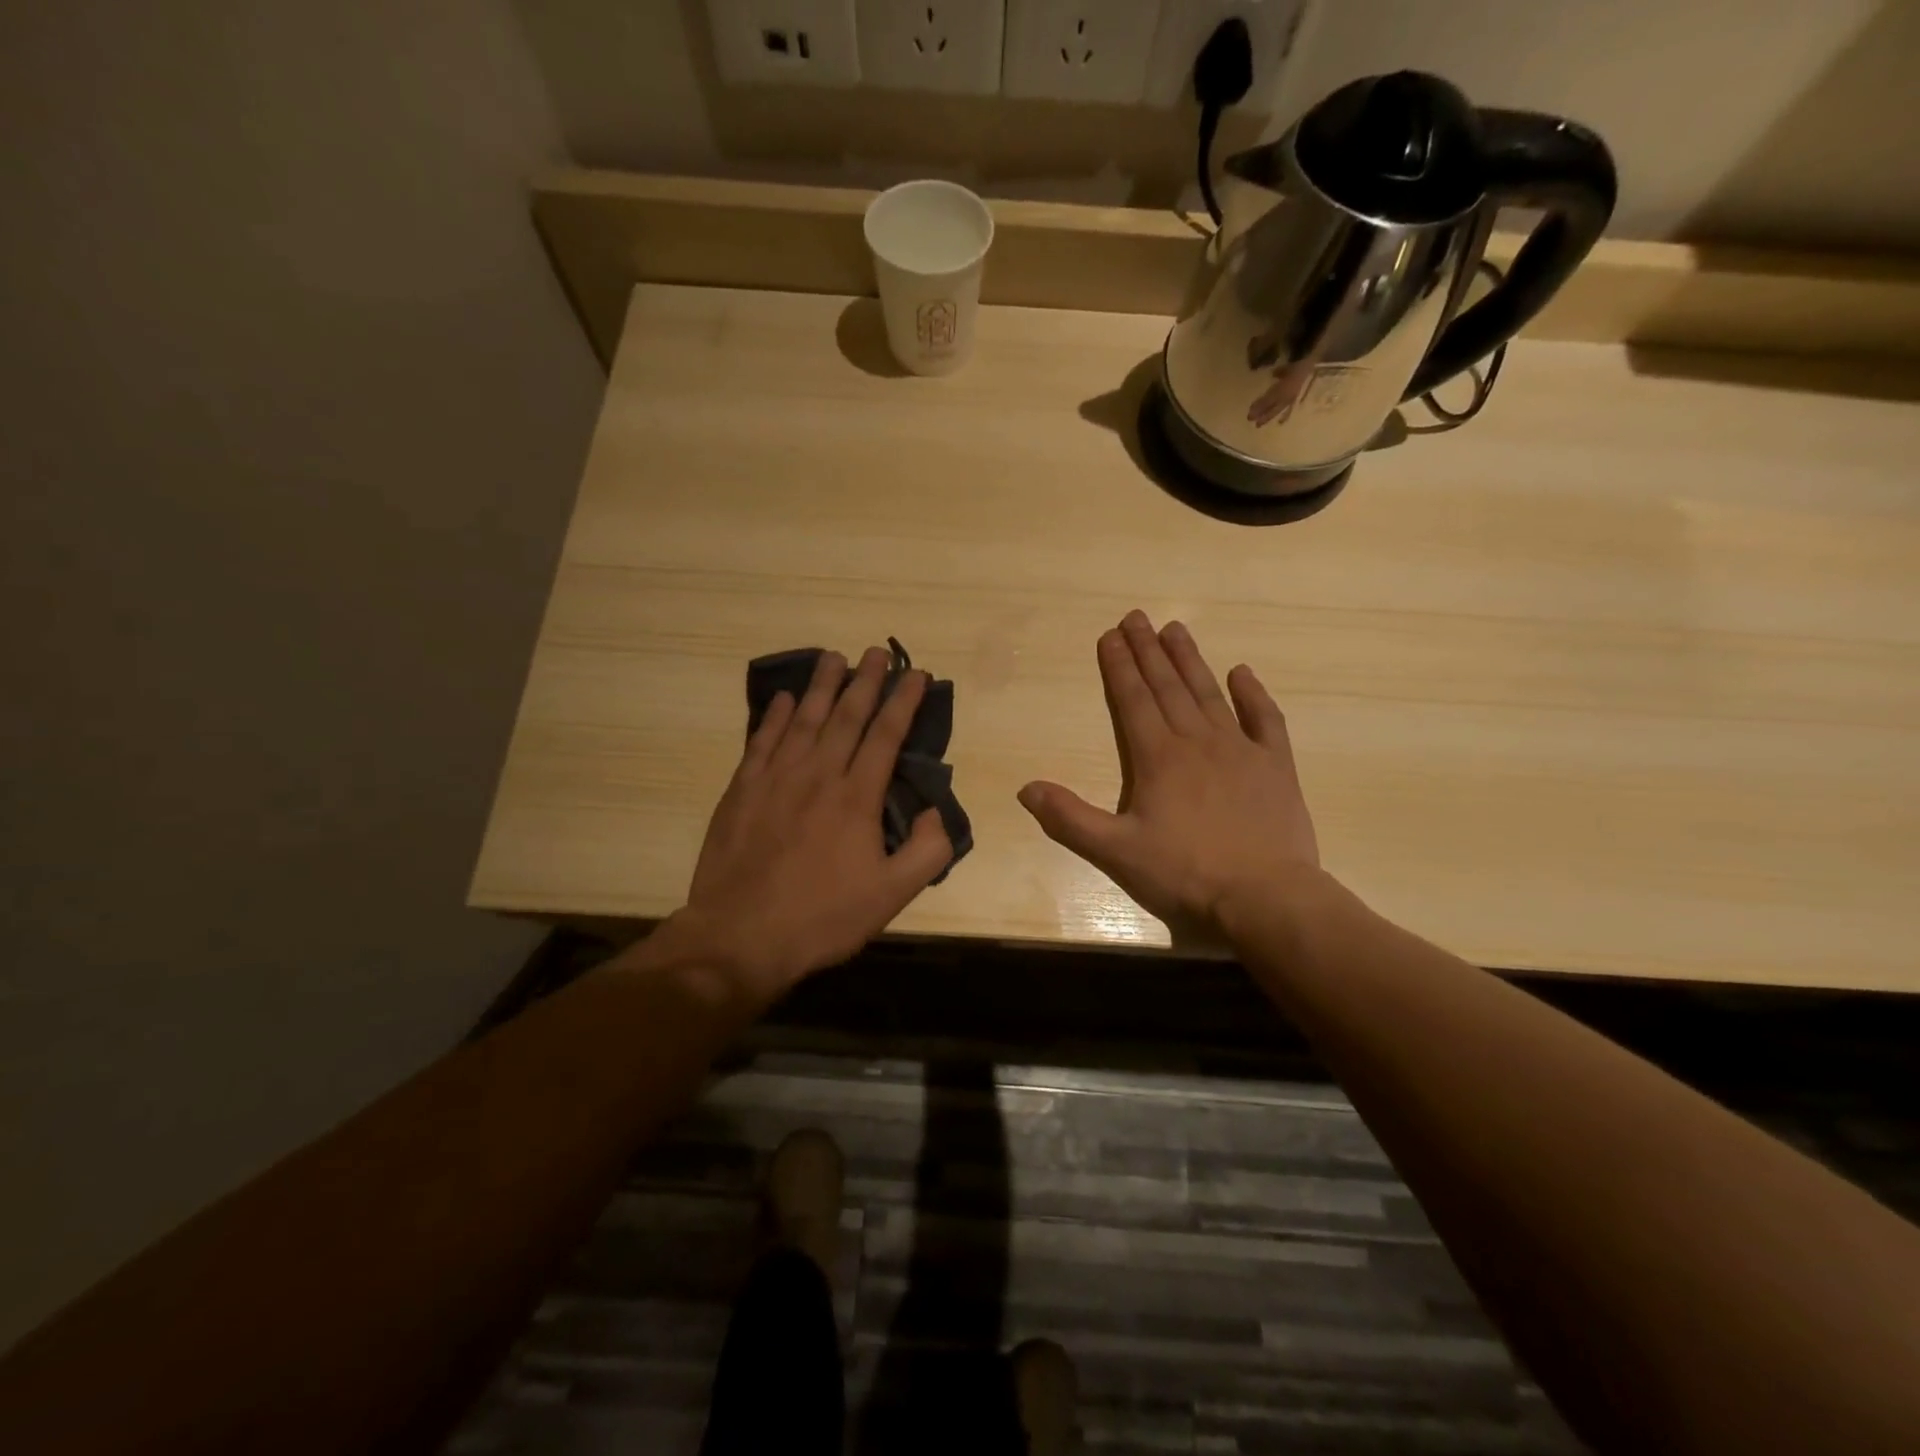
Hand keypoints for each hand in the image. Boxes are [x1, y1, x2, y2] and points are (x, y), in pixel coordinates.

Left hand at [673, 646, 951, 1006]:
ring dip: (822, 686)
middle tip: (877, 651)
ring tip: (834, 657)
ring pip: (803, 719)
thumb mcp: (891, 896)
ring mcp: (775, 779)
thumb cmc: (822, 917)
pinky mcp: (741, 791)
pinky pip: (761, 741)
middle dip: (865, 680)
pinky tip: (782, 698)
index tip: (916, 674)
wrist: (741, 936)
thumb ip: (927, 851)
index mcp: (856, 798)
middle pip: (846, 716)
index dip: (903, 701)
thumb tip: (935, 811)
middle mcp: (817, 775)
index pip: (886, 735)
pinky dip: (773, 716)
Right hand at [1018, 611, 1319, 933]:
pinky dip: (1253, 694)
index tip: (1110, 635)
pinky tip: (1242, 672)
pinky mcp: (1275, 766)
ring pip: (1209, 693)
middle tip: (1136, 617)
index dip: (1118, 666)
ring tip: (1176, 628)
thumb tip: (1026, 789)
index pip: (1132, 700)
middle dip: (1148, 651)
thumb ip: (1069, 819)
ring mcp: (1240, 750)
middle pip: (1167, 687)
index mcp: (1157, 758)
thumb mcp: (1115, 853)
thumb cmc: (1185, 874)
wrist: (1265, 898)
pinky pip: (1265, 720)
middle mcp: (1197, 742)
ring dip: (1190, 660)